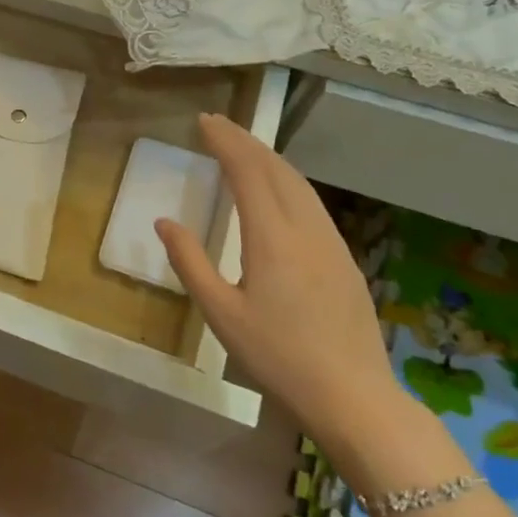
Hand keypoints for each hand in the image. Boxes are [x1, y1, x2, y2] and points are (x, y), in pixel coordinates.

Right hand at [156, 113, 401, 447]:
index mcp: (272, 238)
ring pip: (299, 183)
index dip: (225, 141)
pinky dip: (287, 180)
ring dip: (269, 158)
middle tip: (218, 124)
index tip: (204, 121)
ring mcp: (331, 241)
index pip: (248, 171)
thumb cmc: (277, 356)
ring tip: (243, 147)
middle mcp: (305, 228)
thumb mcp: (220, 313)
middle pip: (276, 168)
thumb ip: (190, 262)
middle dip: (246, 140)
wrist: (353, 395)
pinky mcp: (343, 258)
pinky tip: (278, 190)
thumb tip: (164, 222)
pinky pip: (311, 202)